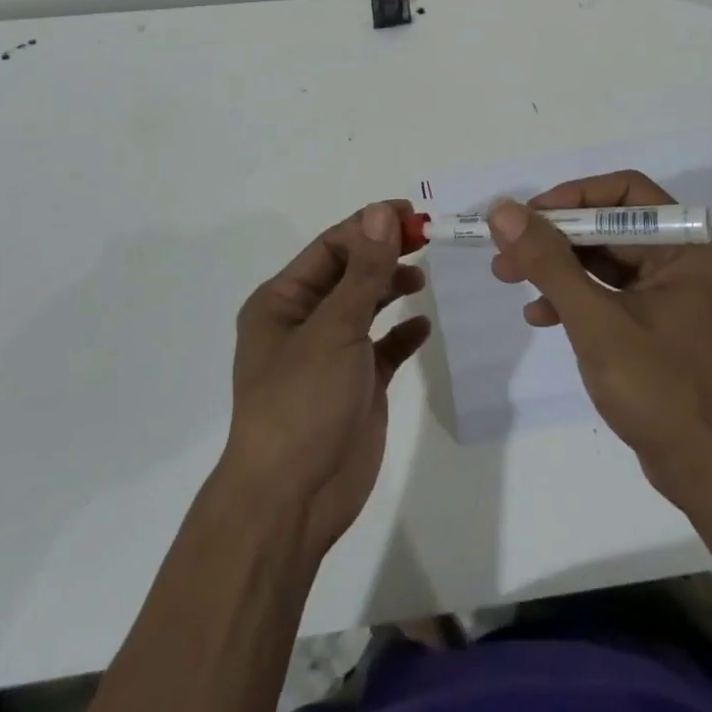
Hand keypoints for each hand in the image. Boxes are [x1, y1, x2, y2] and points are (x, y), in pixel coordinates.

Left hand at [222, 202, 431, 562]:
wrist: (293, 499)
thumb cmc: (302, 402)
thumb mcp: (334, 328)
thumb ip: (364, 271)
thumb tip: (382, 212)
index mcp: (283, 301)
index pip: (331, 247)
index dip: (370, 226)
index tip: (413, 215)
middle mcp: (304, 321)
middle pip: (350, 272)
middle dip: (385, 254)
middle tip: (428, 240)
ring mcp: (331, 354)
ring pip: (366, 306)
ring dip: (392, 287)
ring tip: (422, 279)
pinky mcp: (356, 385)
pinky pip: (383, 347)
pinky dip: (402, 333)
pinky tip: (422, 328)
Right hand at [488, 170, 711, 509]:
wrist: (708, 473)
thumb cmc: (660, 390)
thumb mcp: (595, 321)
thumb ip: (548, 262)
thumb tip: (503, 210)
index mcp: (691, 245)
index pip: (624, 193)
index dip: (571, 198)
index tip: (525, 218)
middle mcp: (688, 257)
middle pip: (610, 225)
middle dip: (555, 239)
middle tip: (505, 251)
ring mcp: (675, 290)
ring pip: (605, 258)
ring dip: (558, 267)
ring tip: (509, 278)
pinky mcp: (661, 319)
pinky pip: (611, 290)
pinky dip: (575, 297)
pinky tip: (540, 316)